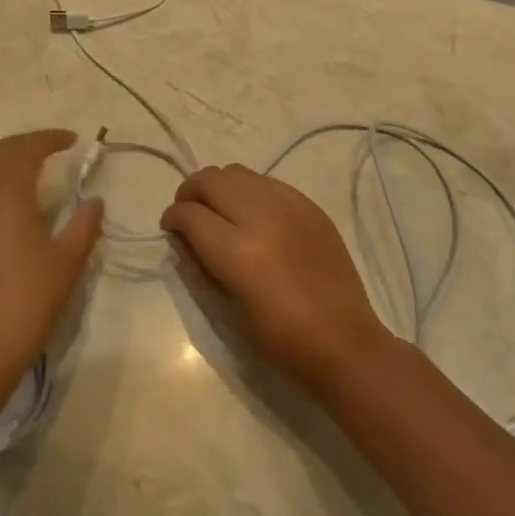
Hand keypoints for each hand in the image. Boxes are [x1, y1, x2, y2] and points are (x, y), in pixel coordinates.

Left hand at [0, 130, 103, 397]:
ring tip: (38, 167)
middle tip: (54, 147)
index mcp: (7, 194)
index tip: (73, 140)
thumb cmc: (28, 298)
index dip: (49, 139)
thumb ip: (84, 224)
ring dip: (9, 159)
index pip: (25, 150)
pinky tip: (19, 198)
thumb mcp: (67, 261)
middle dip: (25, 143)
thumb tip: (94, 200)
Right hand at [161, 164, 388, 394]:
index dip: (172, 218)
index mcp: (237, 253)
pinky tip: (253, 213)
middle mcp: (261, 218)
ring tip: (220, 209)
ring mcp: (289, 207)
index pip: (189, 214)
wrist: (344, 342)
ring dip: (219, 187)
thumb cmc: (279, 338)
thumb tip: (181, 236)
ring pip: (237, 172)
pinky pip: (267, 181)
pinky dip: (250, 190)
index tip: (170, 228)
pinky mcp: (309, 205)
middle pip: (210, 180)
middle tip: (190, 212)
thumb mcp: (226, 308)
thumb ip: (198, 263)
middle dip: (190, 192)